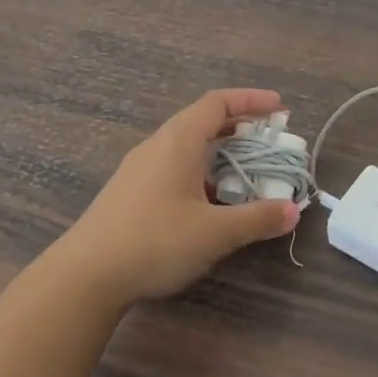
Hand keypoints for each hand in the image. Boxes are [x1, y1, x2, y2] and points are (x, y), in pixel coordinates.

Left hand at [46, 89, 299, 311]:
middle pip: (201, 120)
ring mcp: (138, 169)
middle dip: (238, 126)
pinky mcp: (129, 192)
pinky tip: (208, 202)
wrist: (85, 276)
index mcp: (178, 141)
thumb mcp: (215, 232)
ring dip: (218, 151)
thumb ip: (257, 218)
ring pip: (185, 146)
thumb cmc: (155, 242)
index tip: (280, 108)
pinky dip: (199, 171)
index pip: (217, 102)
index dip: (251, 100)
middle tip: (268, 140)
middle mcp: (157, 146)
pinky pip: (172, 167)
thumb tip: (293, 210)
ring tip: (244, 172)